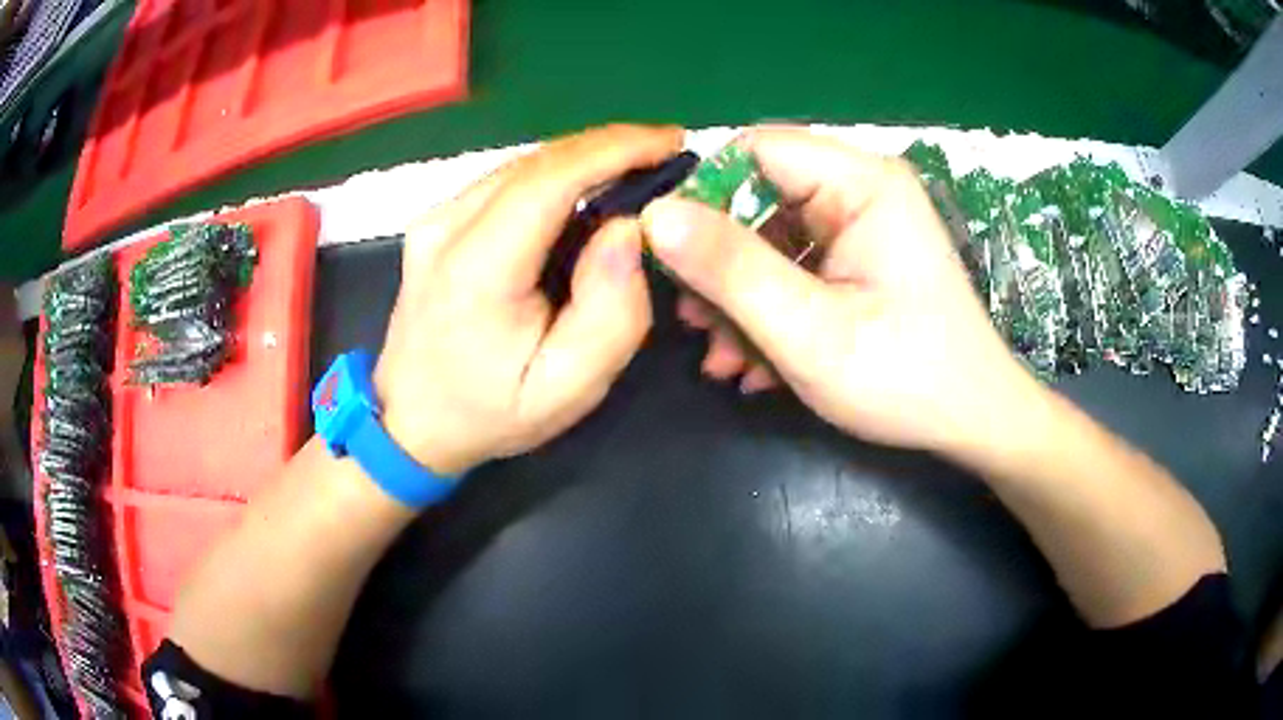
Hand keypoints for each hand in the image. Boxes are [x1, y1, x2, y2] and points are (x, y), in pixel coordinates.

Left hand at [374, 125, 683, 474]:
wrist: (409, 422)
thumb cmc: (490, 412)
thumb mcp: (569, 387)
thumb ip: (611, 312)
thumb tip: (628, 229)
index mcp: (477, 270)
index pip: (549, 180)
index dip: (614, 149)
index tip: (670, 141)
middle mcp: (446, 228)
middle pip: (536, 162)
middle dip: (608, 146)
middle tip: (664, 153)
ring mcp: (433, 220)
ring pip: (521, 165)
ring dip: (582, 158)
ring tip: (634, 168)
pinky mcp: (435, 222)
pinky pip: (504, 182)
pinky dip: (553, 176)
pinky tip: (583, 190)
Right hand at [640, 127, 1039, 454]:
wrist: (974, 424)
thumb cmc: (905, 378)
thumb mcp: (809, 330)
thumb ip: (730, 269)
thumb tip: (653, 216)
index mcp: (862, 183)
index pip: (755, 152)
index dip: (703, 196)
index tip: (668, 257)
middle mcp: (863, 191)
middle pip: (760, 199)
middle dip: (721, 265)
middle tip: (694, 324)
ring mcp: (864, 227)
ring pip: (773, 240)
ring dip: (741, 299)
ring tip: (722, 358)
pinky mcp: (863, 260)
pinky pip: (798, 268)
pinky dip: (771, 311)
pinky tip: (756, 365)